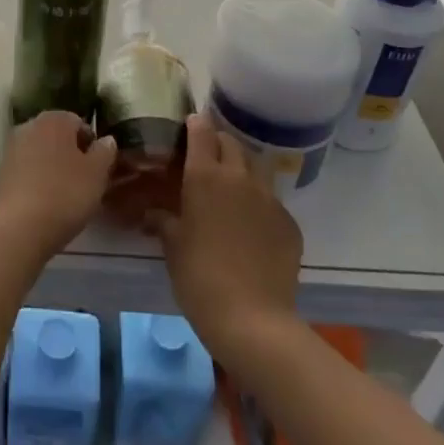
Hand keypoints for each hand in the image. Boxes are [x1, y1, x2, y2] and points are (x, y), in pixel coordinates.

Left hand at [0, 110, 115, 261]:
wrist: (19, 227)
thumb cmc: (65, 194)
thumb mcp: (97, 174)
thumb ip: (105, 152)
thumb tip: (106, 140)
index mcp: (54, 119)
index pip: (79, 123)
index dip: (92, 145)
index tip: (99, 169)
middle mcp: (29, 125)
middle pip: (57, 137)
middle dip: (71, 155)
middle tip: (85, 183)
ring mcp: (11, 148)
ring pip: (41, 154)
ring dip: (53, 168)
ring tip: (66, 196)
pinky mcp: (1, 173)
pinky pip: (27, 171)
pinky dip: (37, 181)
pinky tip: (46, 203)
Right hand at [154, 114, 302, 360]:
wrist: (252, 319)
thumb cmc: (199, 277)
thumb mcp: (172, 245)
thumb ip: (163, 219)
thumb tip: (154, 212)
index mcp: (204, 175)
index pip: (201, 131)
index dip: (194, 125)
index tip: (188, 127)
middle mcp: (239, 177)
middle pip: (231, 143)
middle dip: (218, 144)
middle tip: (206, 160)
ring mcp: (269, 198)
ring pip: (256, 167)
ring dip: (242, 169)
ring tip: (231, 188)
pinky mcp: (289, 222)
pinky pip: (272, 201)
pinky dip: (259, 203)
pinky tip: (252, 227)